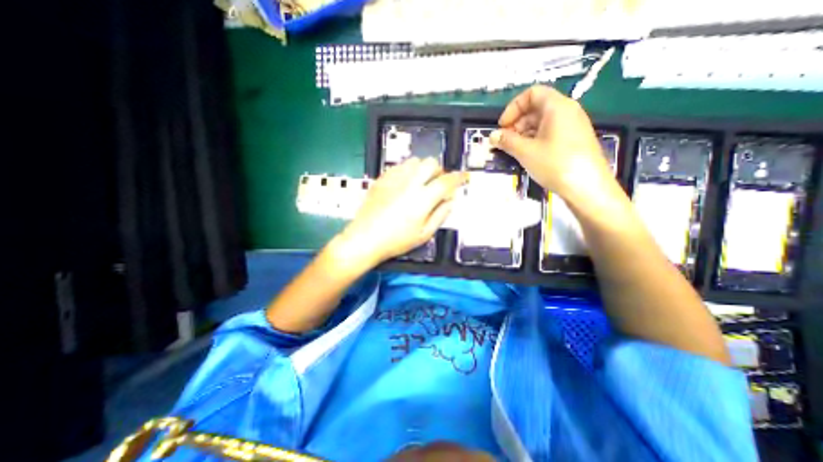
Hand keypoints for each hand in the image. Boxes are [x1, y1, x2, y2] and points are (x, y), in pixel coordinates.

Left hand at [332, 158, 465, 267]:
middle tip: (438, 183)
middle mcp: (409, 184)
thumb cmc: (396, 240)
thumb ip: (440, 215)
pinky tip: (405, 183)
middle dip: (439, 170)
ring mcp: (394, 179)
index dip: (458, 177)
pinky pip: (398, 166)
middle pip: (430, 163)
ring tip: (421, 182)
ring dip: (422, 169)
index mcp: (423, 199)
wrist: (365, 238)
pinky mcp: (382, 179)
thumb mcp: (424, 234)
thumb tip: (450, 201)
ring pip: (414, 161)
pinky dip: (407, 170)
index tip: (464, 177)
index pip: (446, 181)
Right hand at [483, 84, 613, 199]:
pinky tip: (527, 155)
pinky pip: (550, 133)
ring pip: (542, 123)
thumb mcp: (526, 152)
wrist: (587, 187)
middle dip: (516, 123)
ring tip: (513, 151)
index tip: (502, 126)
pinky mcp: (573, 141)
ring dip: (523, 134)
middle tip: (505, 142)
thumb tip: (492, 136)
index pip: (532, 93)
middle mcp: (567, 111)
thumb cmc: (555, 164)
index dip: (513, 107)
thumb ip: (507, 141)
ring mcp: (572, 126)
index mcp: (557, 107)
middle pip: (536, 108)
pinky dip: (534, 140)